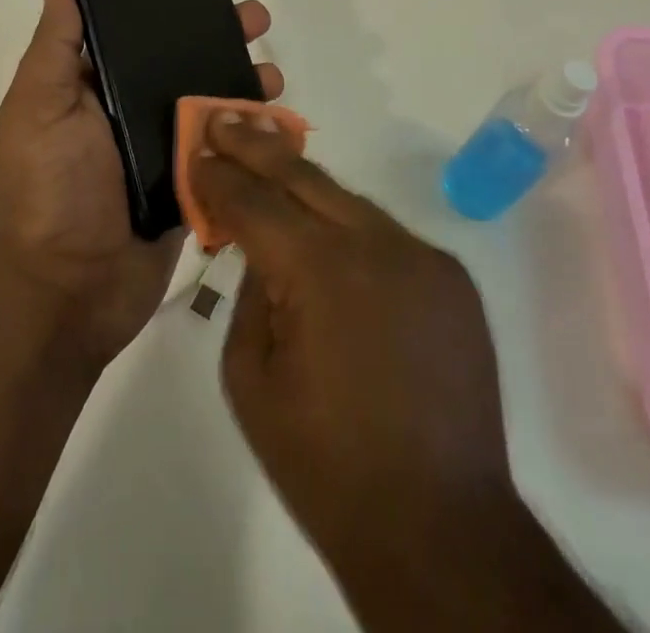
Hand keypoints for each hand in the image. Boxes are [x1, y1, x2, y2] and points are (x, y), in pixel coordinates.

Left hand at [0, 0, 284, 368]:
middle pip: (184, 62)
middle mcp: (133, 111)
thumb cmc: (51, 189)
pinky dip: (252, 133)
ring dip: (245, 83)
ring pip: (213, 103)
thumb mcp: (38, 109)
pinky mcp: (194, 185)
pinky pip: (227, 150)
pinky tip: (279, 120)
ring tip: (273, 76)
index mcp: (97, 87)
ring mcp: (166, 149)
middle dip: (221, 38)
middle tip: (256, 20)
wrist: (71, 290)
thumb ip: (54, 48)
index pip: (137, 35)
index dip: (169, 8)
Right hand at [191, 116, 618, 632]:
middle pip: (305, 177)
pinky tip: (325, 234)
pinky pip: (386, 235)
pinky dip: (348, 228)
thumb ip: (249, 295)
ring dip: (305, 183)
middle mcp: (378, 245)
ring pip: (349, 201)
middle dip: (258, 146)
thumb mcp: (251, 381)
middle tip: (224, 118)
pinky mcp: (451, 277)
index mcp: (321, 272)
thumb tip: (260, 249)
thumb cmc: (327, 466)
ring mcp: (423, 256)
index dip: (220, 176)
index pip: (256, 202)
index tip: (197, 151)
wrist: (441, 530)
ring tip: (267, 159)